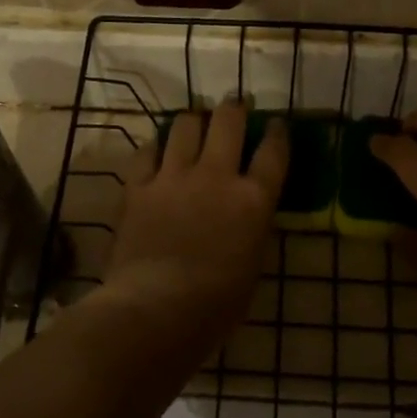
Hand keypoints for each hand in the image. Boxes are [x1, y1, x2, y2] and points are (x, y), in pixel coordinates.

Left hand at [104, 102, 286, 343]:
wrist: (156, 309)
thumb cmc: (216, 304)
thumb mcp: (253, 264)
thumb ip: (253, 227)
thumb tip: (249, 211)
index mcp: (253, 199)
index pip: (273, 152)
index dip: (277, 132)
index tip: (276, 124)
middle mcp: (216, 176)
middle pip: (228, 121)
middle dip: (234, 108)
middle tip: (234, 108)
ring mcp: (174, 177)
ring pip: (185, 124)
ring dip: (193, 121)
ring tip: (194, 125)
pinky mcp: (139, 186)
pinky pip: (147, 151)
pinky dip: (155, 148)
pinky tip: (156, 153)